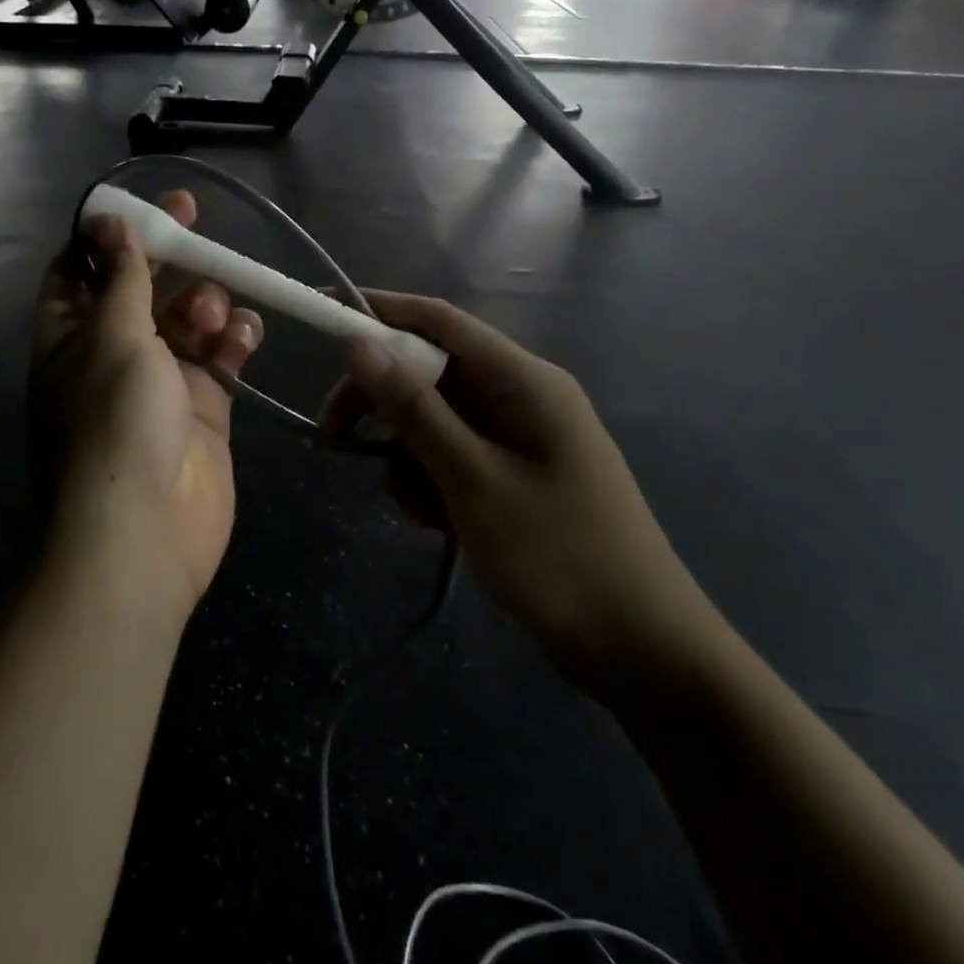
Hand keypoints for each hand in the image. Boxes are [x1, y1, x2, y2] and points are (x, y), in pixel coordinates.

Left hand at [30, 190, 263, 620]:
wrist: (143, 535)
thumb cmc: (114, 424)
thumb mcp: (112, 338)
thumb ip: (121, 278)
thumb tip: (108, 222)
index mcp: (70, 336)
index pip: (78, 269)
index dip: (108, 234)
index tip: (141, 205)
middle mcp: (111, 354)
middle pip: (139, 289)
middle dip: (166, 258)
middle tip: (197, 224)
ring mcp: (159, 383)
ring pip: (185, 320)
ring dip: (202, 303)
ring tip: (211, 317)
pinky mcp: (203, 408)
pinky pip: (220, 359)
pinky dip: (233, 340)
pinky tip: (245, 335)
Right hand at [321, 293, 720, 701]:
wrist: (641, 652)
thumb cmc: (559, 556)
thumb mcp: (473, 479)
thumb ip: (414, 410)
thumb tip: (359, 345)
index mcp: (522, 380)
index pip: (439, 321)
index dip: (378, 311)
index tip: (322, 314)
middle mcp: (519, 396)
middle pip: (429, 372)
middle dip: (381, 400)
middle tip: (334, 435)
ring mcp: (516, 438)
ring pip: (434, 419)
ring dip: (408, 454)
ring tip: (419, 508)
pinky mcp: (511, 475)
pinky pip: (451, 456)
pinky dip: (431, 481)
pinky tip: (437, 522)